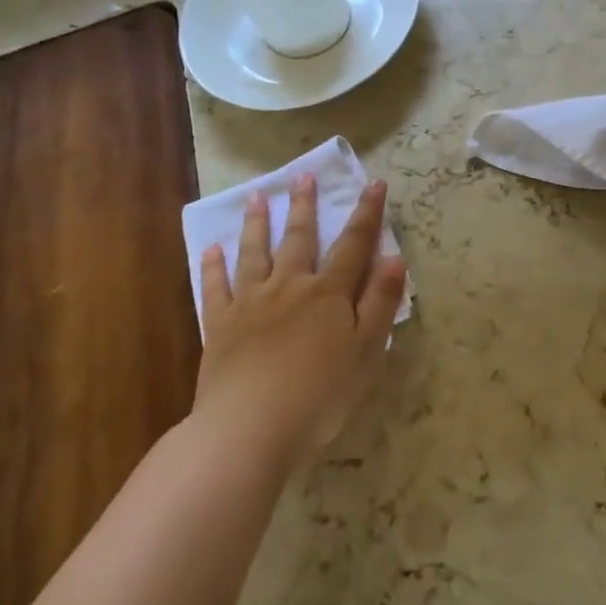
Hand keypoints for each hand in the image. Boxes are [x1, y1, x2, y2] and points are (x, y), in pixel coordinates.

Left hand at [196, 174, 406, 472]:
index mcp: (329, 293)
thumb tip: (394, 257)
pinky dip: (213, 267)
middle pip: (299, 238)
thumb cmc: (320, 394)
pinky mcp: (219, 326)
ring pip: (254, 253)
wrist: (250, 428)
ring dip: (256, 224)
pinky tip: (211, 249)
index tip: (374, 183)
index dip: (366, 213)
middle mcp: (289, 286)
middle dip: (303, 206)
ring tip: (256, 197)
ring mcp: (250, 303)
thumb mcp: (367, 351)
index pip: (353, 244)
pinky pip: (215, 288)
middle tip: (302, 175)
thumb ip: (380, 302)